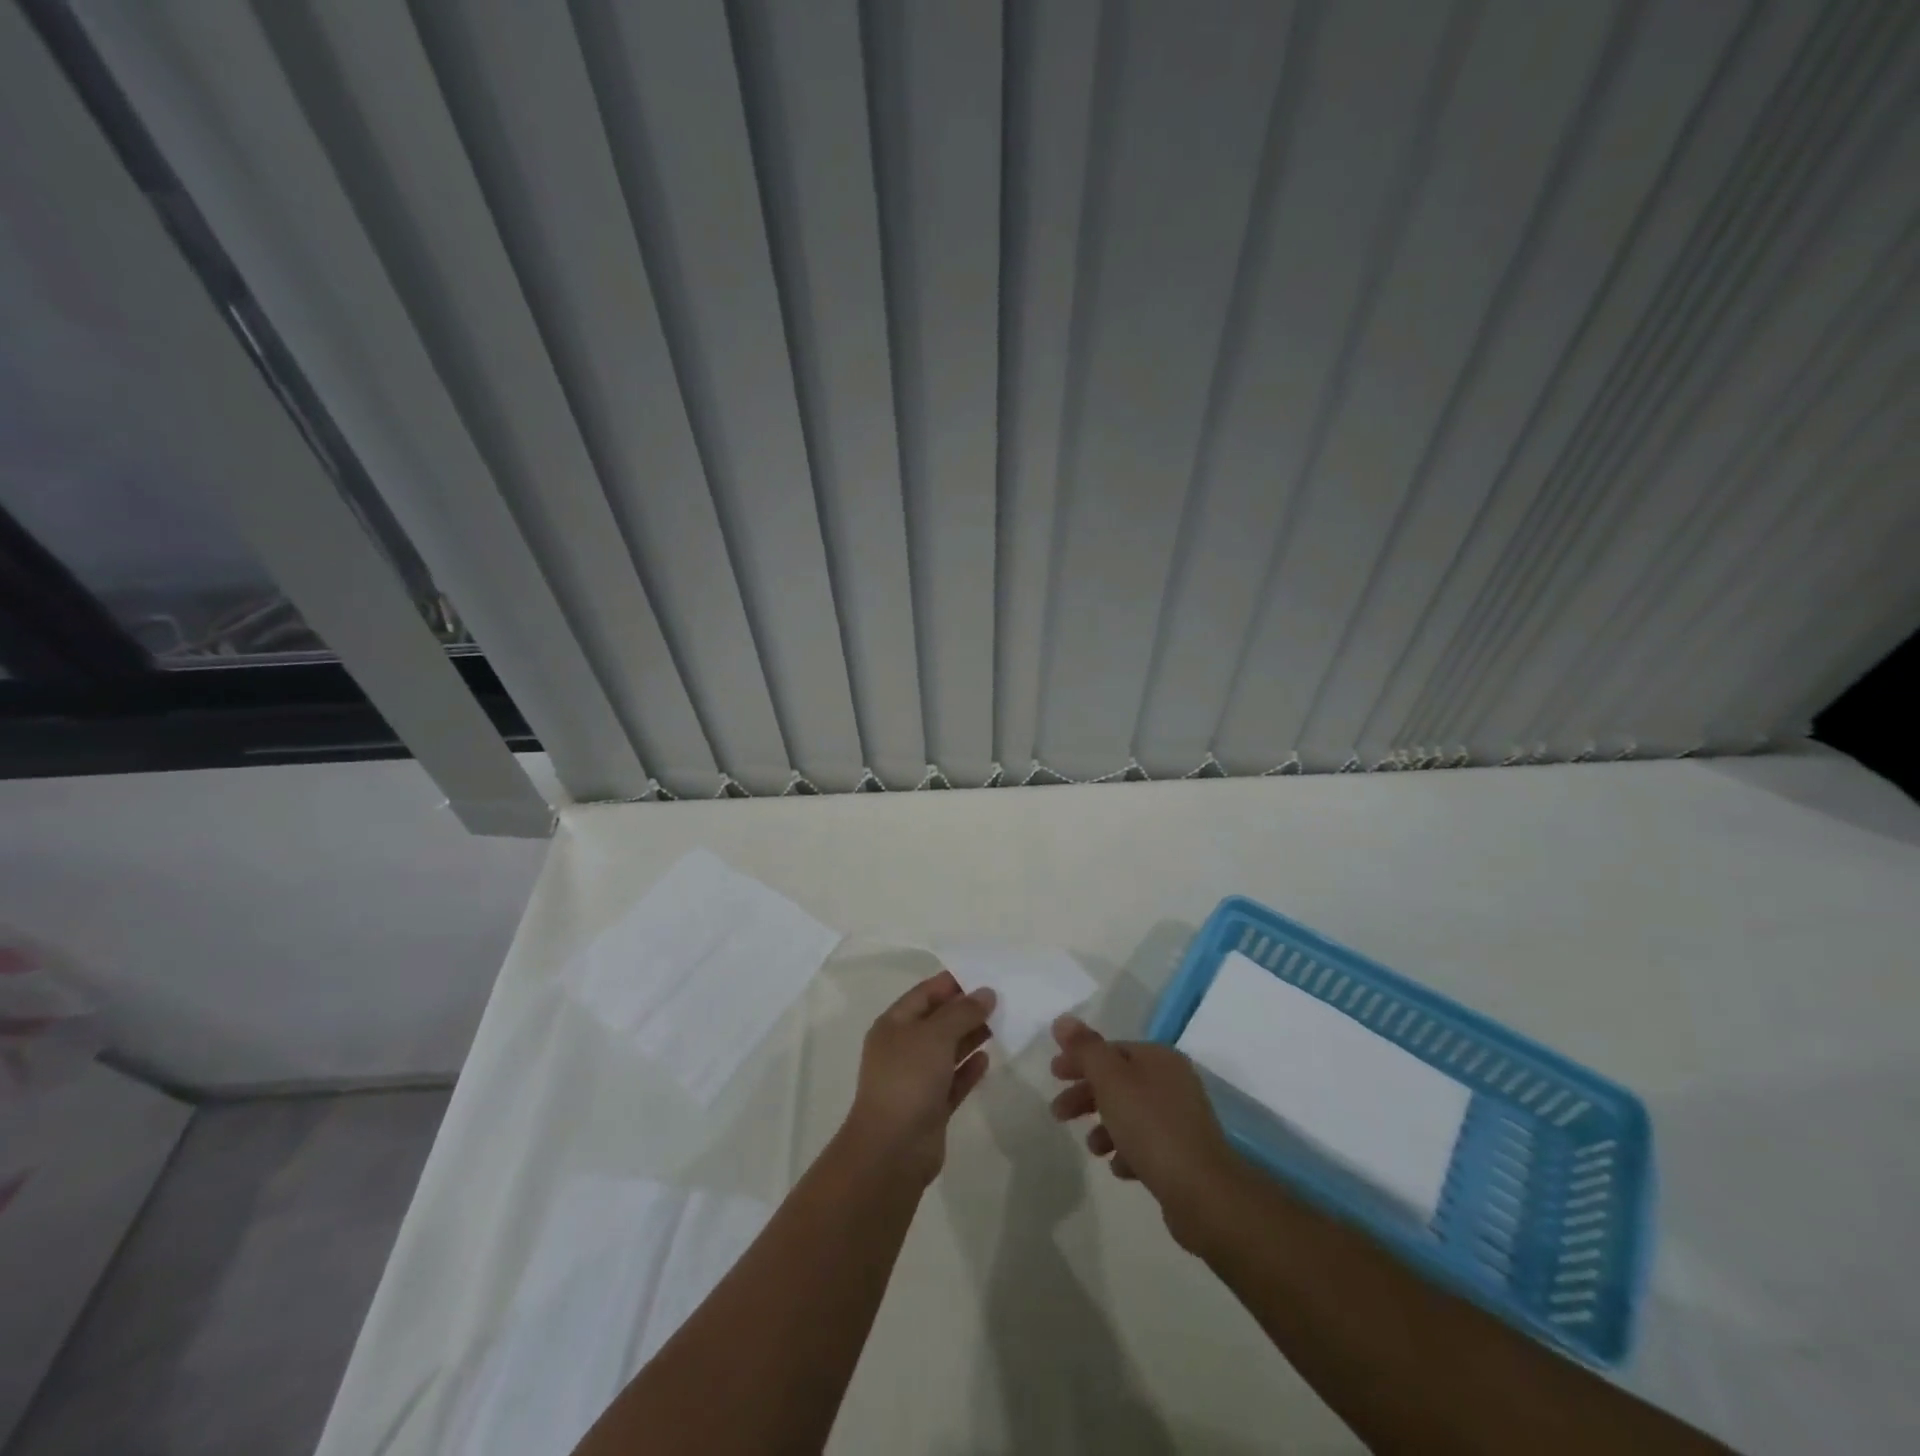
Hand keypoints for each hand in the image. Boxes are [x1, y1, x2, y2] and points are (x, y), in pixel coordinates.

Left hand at [839, 970, 994, 1186]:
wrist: (892, 1150)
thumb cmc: (908, 1079)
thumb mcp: (935, 1035)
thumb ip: (962, 1012)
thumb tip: (986, 993)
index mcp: (894, 1025)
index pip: (925, 993)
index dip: (952, 983)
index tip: (984, 976)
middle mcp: (903, 1048)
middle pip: (937, 1021)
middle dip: (965, 1010)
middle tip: (1000, 1001)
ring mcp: (916, 1079)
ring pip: (947, 1051)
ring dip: (970, 1038)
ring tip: (1000, 1025)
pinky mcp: (930, 1107)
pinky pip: (953, 1080)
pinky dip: (968, 1069)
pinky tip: (987, 1060)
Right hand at [1049, 1015, 1241, 1250]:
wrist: (1203, 1193)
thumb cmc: (1151, 1127)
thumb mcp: (1111, 1080)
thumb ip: (1086, 1049)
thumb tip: (1063, 1019)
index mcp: (1159, 1058)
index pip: (1111, 1049)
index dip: (1080, 1059)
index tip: (1053, 1075)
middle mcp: (1173, 1081)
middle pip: (1119, 1081)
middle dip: (1086, 1095)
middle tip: (1058, 1113)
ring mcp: (1181, 1119)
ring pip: (1131, 1113)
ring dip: (1105, 1126)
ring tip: (1092, 1148)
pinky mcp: (1183, 1154)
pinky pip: (1146, 1144)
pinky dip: (1127, 1150)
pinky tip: (1118, 1168)